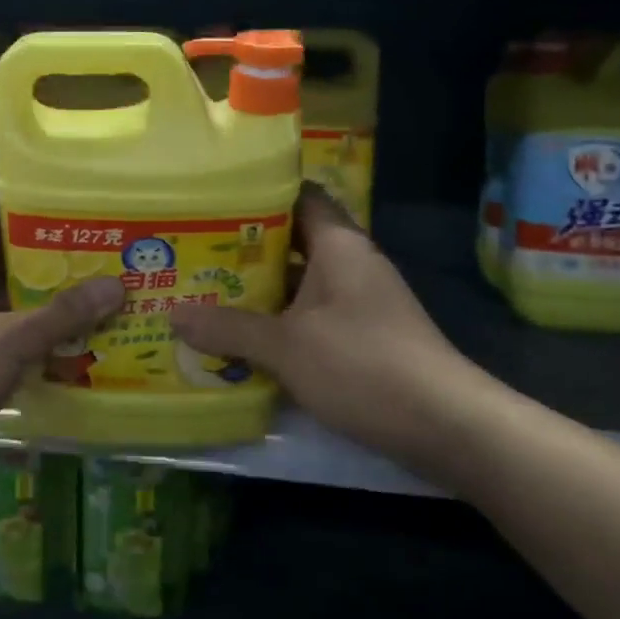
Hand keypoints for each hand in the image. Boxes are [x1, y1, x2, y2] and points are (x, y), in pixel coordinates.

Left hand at [0, 193, 123, 458]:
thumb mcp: (7, 340)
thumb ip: (62, 314)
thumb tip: (118, 286)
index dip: (27, 200)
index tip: (71, 197)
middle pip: (2, 255)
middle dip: (48, 252)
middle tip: (98, 243)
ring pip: (5, 296)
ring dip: (44, 295)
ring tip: (97, 282)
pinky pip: (3, 330)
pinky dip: (33, 329)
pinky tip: (75, 331)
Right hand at [169, 185, 461, 459]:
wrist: (446, 425)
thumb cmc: (363, 365)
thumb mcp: (287, 347)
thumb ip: (230, 329)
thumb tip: (173, 315)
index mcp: (339, 244)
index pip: (299, 196)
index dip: (258, 193)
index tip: (213, 200)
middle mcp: (352, 263)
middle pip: (294, 240)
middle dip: (246, 248)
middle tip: (194, 251)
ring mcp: (361, 300)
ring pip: (302, 281)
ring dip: (262, 289)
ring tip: (207, 291)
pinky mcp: (365, 334)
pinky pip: (314, 313)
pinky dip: (282, 320)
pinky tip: (247, 335)